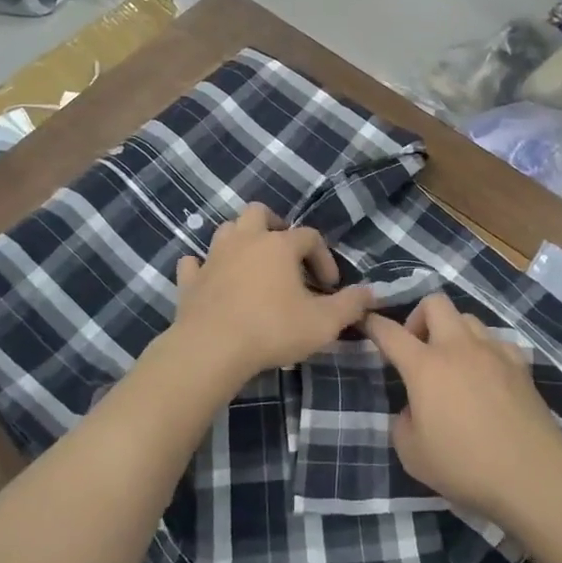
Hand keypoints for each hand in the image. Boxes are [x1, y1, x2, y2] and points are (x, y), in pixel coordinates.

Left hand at [168, 204, 372, 392]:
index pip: (310, 237)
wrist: (211, 349)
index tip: (331, 286)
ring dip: (240, 241)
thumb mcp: (324, 322)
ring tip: (253, 266)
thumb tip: (371, 293)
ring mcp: (213, 257)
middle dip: (275, 227)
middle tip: (286, 254)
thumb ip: (351, 305)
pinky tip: (212, 280)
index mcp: (279, 245)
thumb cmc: (272, 330)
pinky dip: (204, 267)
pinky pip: (194, 263)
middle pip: (259, 213)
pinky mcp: (190, 280)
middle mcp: (245, 240)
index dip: (324, 257)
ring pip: (226, 230)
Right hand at [365, 295, 561, 525]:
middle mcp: (458, 347)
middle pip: (434, 303)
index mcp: (425, 366)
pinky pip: (497, 342)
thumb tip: (414, 409)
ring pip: (468, 318)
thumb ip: (403, 423)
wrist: (532, 473)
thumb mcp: (413, 454)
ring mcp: (493, 351)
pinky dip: (486, 351)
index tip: (366, 321)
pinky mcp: (520, 364)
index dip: (374, 324)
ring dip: (453, 332)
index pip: (391, 333)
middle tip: (419, 349)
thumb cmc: (465, 465)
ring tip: (454, 363)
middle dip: (419, 317)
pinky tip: (487, 377)